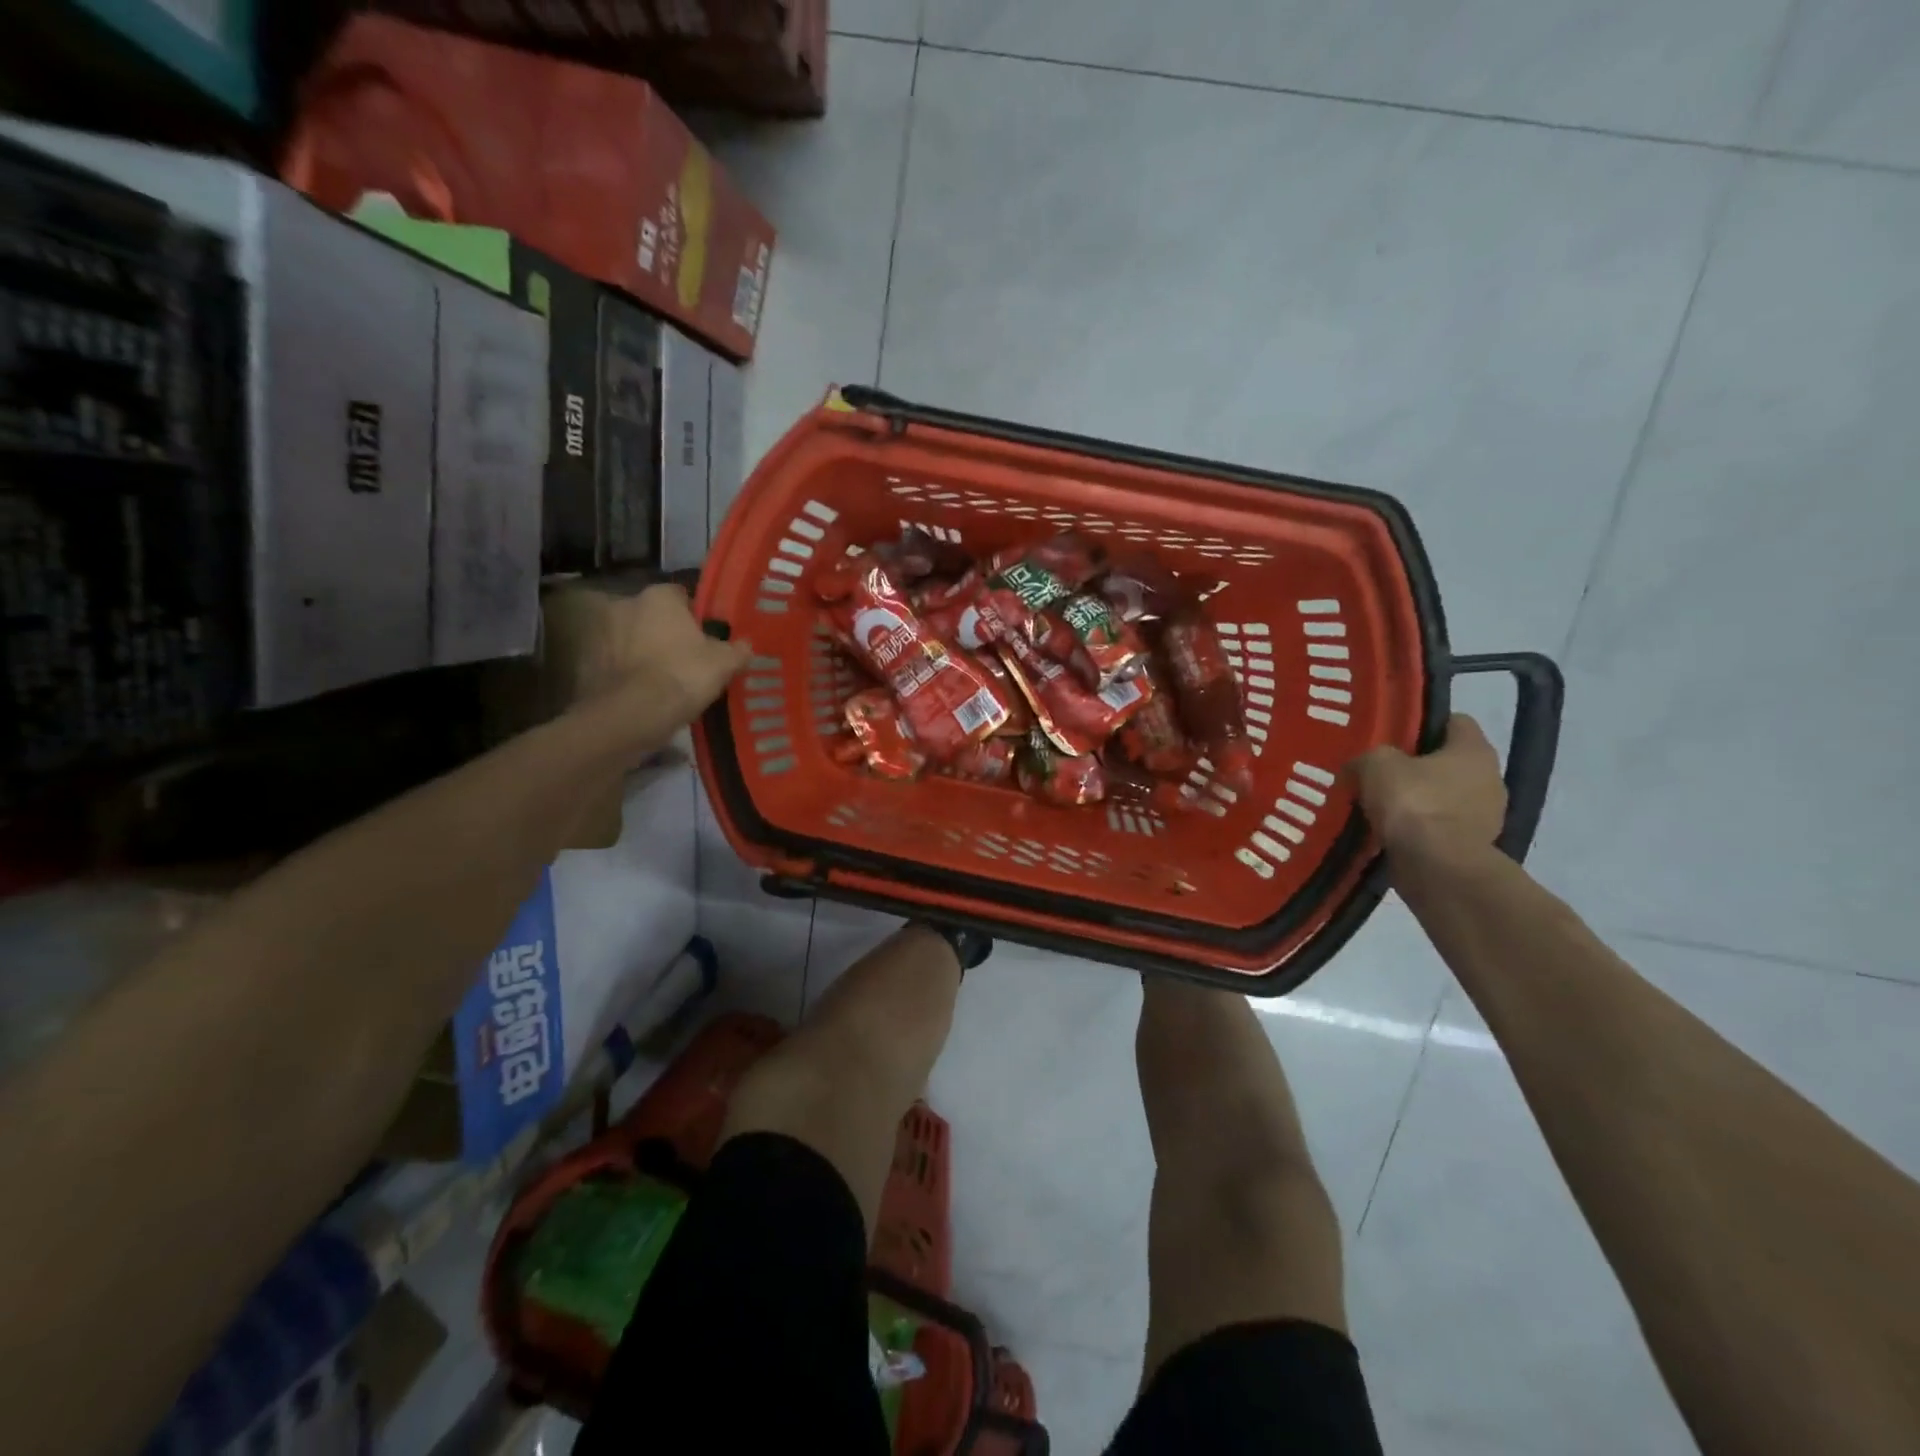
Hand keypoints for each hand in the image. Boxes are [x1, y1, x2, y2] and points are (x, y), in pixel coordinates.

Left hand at [566, 582, 751, 723]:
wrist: (633, 715)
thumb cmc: (683, 675)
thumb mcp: (724, 663)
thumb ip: (738, 649)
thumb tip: (746, 645)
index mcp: (659, 596)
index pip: (681, 595)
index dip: (697, 615)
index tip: (708, 636)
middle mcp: (625, 604)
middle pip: (654, 616)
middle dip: (668, 632)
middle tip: (689, 658)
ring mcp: (601, 634)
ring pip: (632, 639)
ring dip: (645, 652)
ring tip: (666, 679)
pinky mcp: (588, 663)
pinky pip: (617, 664)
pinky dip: (628, 673)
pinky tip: (646, 693)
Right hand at [1349, 714, 1505, 857]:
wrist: (1436, 868)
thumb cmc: (1413, 803)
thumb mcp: (1376, 765)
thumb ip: (1368, 757)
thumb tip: (1361, 765)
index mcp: (1475, 750)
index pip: (1455, 722)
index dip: (1423, 724)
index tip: (1393, 736)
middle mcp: (1490, 779)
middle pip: (1449, 762)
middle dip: (1417, 766)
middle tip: (1380, 772)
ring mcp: (1486, 816)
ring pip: (1445, 796)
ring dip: (1418, 800)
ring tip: (1381, 806)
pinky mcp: (1473, 847)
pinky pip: (1441, 827)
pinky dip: (1420, 828)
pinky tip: (1391, 832)